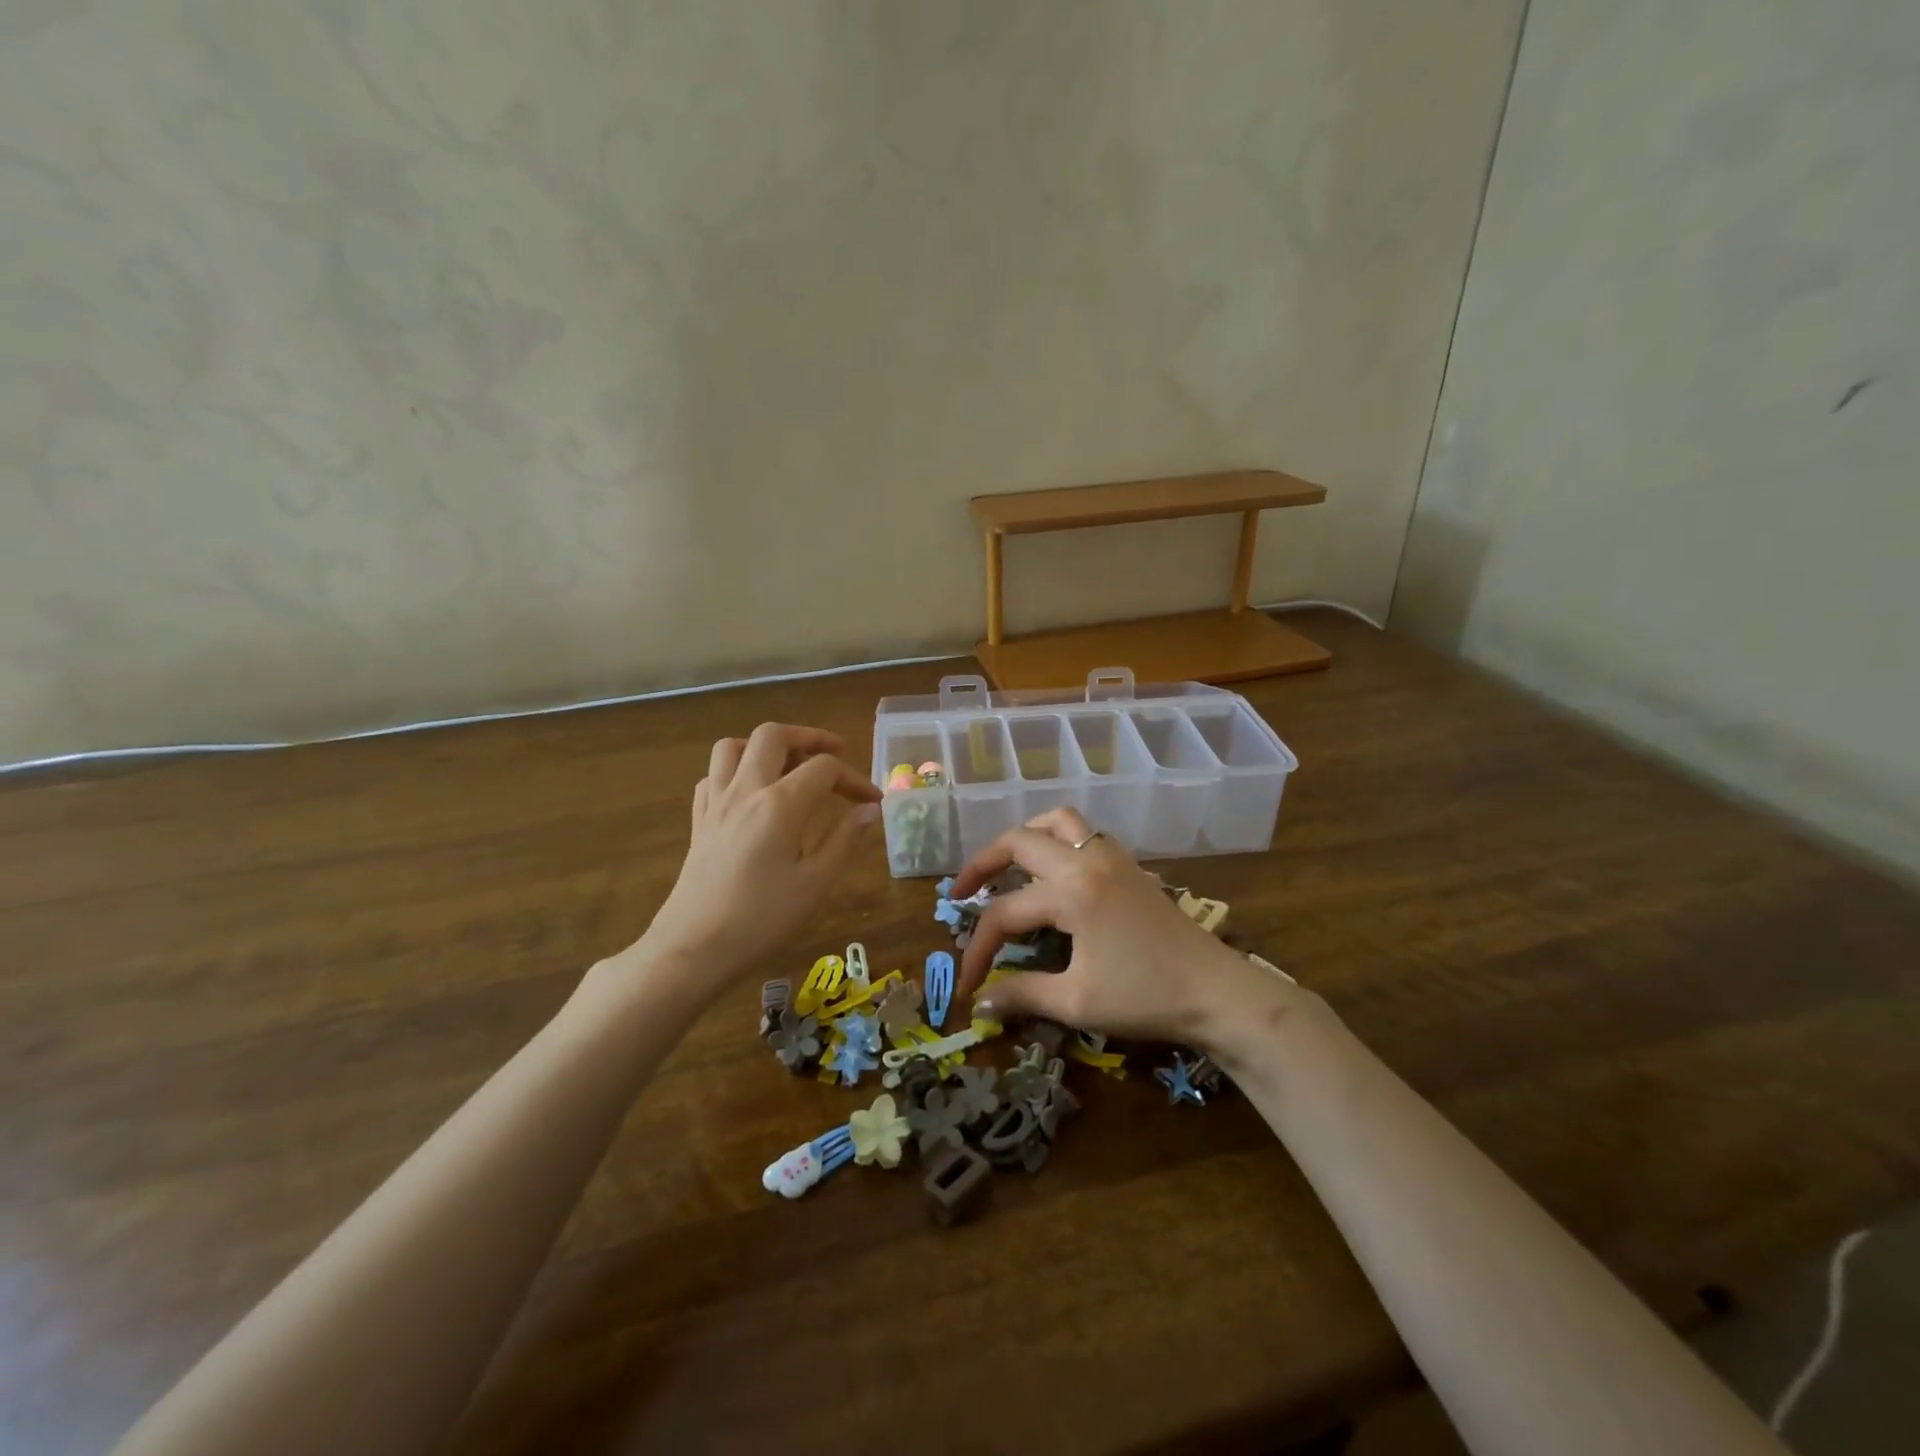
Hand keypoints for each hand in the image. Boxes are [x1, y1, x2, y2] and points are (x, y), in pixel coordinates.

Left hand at [644, 723, 880, 975]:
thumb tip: (869, 809)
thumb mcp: (815, 884)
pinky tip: (751, 795)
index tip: (872, 801)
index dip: (854, 779)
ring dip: (764, 747)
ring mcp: (715, 803)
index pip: (824, 768)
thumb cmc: (761, 920)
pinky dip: (735, 772)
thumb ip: (845, 839)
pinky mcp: (698, 821)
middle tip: (834, 753)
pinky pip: (712, 777)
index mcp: (780, 804)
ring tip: (788, 766)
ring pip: (732, 746)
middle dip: (808, 737)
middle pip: (773, 735)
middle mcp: (745, 790)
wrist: (694, 949)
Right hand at [952, 807, 1290, 1050]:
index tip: (964, 987)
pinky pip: (1084, 833)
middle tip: (961, 894)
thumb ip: (1023, 995)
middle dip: (982, 865)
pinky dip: (1057, 840)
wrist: (1217, 991)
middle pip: (1019, 841)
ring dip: (1025, 837)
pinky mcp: (1129, 865)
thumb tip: (979, 1003)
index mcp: (1071, 893)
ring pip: (1058, 821)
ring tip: (1008, 866)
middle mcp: (1086, 861)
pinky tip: (1055, 873)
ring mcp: (1111, 857)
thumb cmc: (1146, 997)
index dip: (977, 949)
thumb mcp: (1077, 1002)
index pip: (1005, 913)